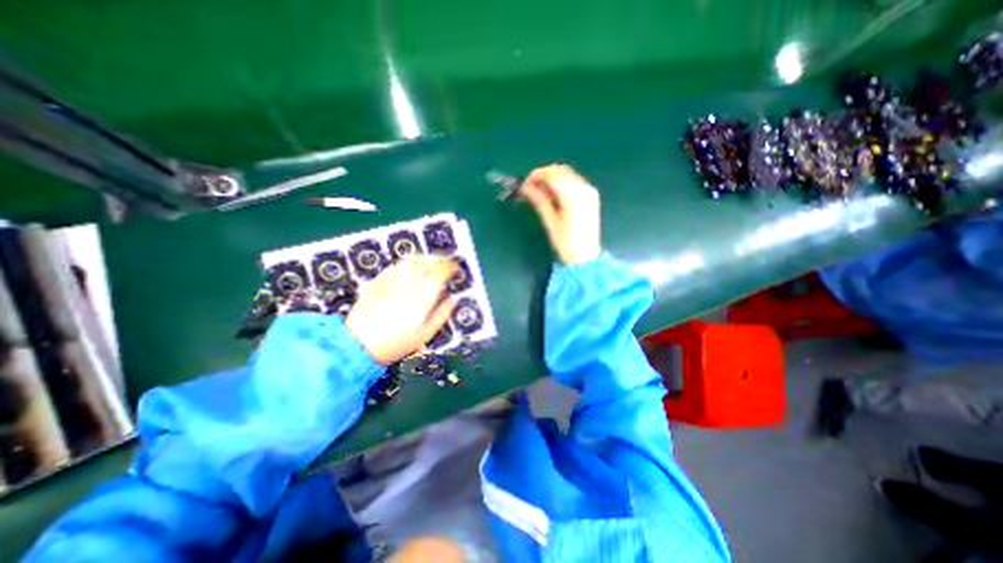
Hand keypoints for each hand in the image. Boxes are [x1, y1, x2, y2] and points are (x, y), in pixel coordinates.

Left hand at [344, 255, 456, 363]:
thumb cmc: (396, 342)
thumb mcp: (425, 334)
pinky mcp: (379, 280)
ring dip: (425, 258)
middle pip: (428, 262)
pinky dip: (407, 262)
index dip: (451, 267)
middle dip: (440, 260)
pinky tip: (409, 266)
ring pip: (413, 260)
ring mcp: (393, 279)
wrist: (359, 344)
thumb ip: (442, 314)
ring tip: (430, 262)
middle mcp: (410, 282)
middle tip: (446, 264)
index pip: (442, 272)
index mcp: (424, 295)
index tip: (456, 269)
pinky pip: (397, 265)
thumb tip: (454, 300)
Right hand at [521, 166, 596, 265]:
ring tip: (539, 194)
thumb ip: (539, 200)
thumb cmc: (566, 243)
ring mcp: (589, 191)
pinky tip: (552, 196)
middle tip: (529, 189)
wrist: (585, 258)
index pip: (552, 174)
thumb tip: (525, 188)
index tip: (524, 186)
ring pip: (566, 174)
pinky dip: (560, 184)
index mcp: (573, 195)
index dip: (535, 176)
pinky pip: (573, 181)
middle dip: (543, 176)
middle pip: (560, 170)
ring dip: (551, 180)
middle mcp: (584, 188)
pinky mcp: (591, 196)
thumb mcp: (550, 222)